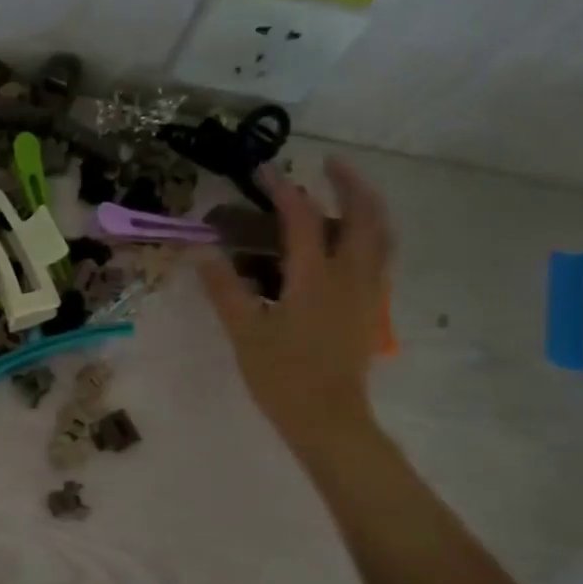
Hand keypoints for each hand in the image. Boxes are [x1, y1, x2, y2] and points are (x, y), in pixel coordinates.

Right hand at [200, 157, 392, 460]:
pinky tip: (349, 242)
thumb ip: (224, 288)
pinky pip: (379, 256)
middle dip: (349, 182)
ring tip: (346, 193)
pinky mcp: (370, 309)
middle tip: (329, 163)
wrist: (329, 419)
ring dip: (366, 205)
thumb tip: (201, 250)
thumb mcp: (244, 332)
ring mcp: (367, 292)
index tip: (264, 170)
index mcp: (316, 278)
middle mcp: (350, 276)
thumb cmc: (283, 377)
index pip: (302, 218)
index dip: (283, 189)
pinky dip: (369, 234)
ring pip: (381, 235)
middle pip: (364, 215)